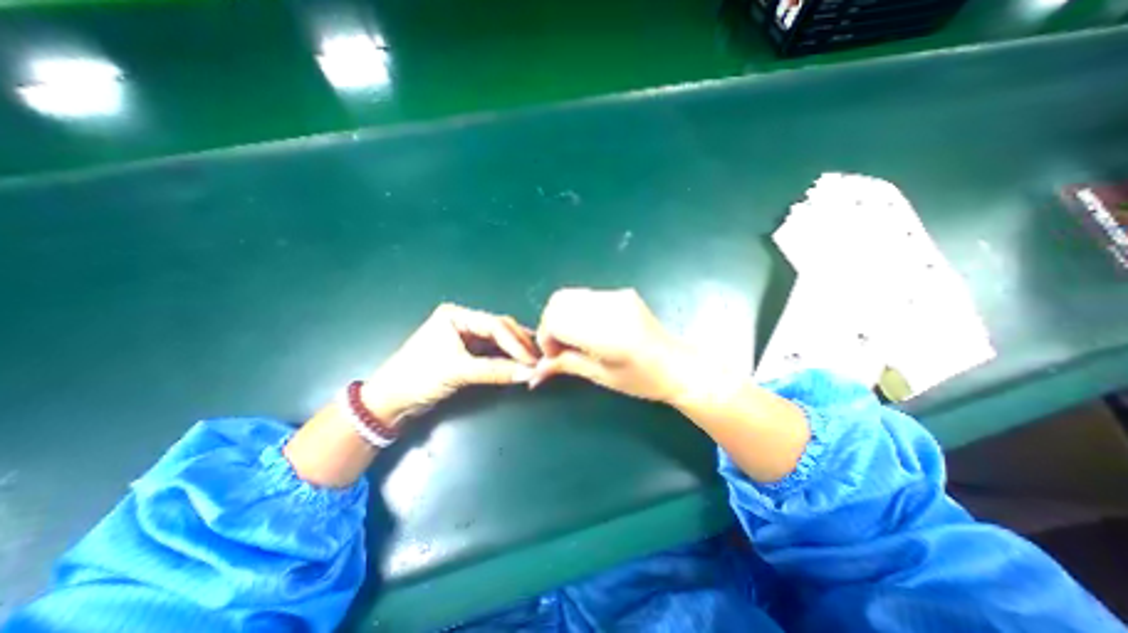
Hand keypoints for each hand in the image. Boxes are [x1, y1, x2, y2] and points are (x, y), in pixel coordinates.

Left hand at [360, 305, 535, 426]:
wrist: (390, 401)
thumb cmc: (419, 377)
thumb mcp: (458, 371)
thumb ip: (495, 371)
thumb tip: (529, 373)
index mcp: (456, 315)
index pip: (495, 325)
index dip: (516, 343)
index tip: (533, 359)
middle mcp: (463, 322)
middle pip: (499, 330)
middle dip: (519, 344)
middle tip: (539, 358)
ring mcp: (466, 337)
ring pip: (498, 341)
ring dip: (516, 351)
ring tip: (535, 360)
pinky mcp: (467, 353)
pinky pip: (493, 352)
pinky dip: (507, 359)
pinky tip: (520, 363)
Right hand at [530, 287, 696, 402]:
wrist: (678, 365)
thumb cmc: (643, 380)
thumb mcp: (602, 377)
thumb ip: (567, 364)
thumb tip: (536, 368)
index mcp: (608, 332)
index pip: (557, 319)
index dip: (546, 337)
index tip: (552, 355)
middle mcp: (611, 306)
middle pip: (559, 301)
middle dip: (550, 323)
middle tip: (559, 346)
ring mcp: (618, 296)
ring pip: (570, 295)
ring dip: (562, 316)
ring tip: (572, 338)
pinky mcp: (622, 293)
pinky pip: (585, 296)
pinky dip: (576, 311)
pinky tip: (587, 329)